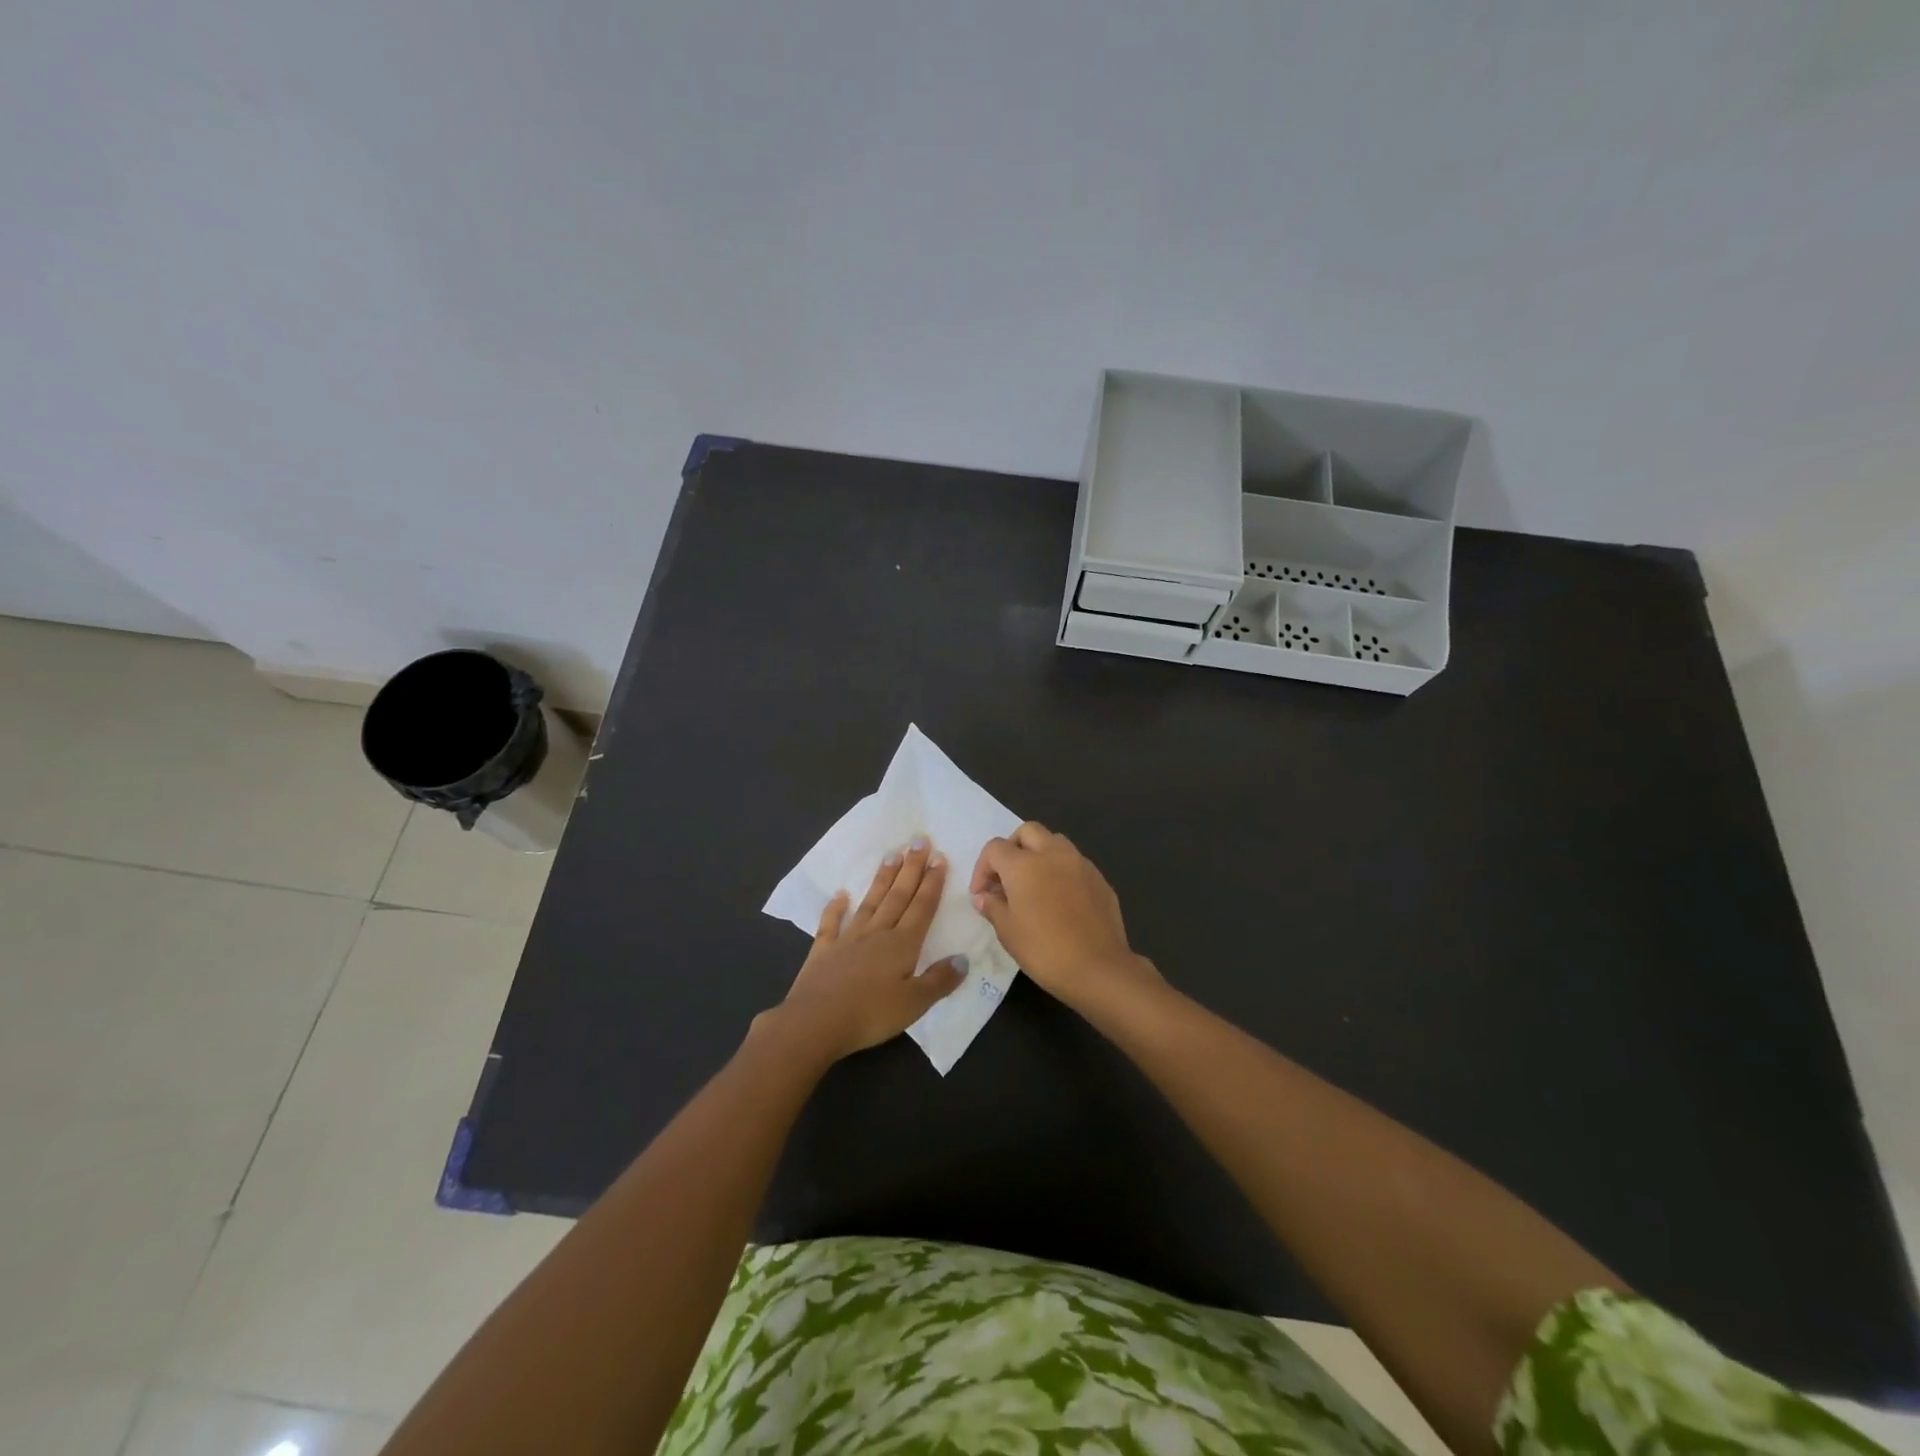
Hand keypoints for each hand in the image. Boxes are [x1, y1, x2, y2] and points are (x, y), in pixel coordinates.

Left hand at [772, 839, 967, 1061]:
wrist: (814, 1022)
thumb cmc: (869, 1015)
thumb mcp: (914, 1004)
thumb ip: (939, 980)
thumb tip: (963, 958)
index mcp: (902, 944)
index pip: (922, 907)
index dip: (932, 883)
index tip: (939, 857)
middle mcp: (877, 933)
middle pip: (898, 896)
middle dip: (911, 868)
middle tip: (918, 841)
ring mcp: (848, 939)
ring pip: (870, 902)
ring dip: (882, 879)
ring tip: (891, 855)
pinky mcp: (823, 950)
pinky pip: (831, 923)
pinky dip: (835, 907)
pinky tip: (840, 894)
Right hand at [970, 821, 1159, 1011]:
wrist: (1099, 969)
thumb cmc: (1045, 951)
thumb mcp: (1008, 932)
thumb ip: (993, 907)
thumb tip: (984, 896)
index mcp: (1024, 865)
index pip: (995, 848)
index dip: (982, 868)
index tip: (982, 894)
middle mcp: (1052, 854)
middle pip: (1027, 832)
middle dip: (1012, 848)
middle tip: (1007, 878)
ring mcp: (1080, 864)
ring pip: (1055, 841)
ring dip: (1039, 854)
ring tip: (1034, 885)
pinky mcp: (1100, 879)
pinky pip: (1075, 863)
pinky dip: (1061, 871)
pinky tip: (1060, 900)